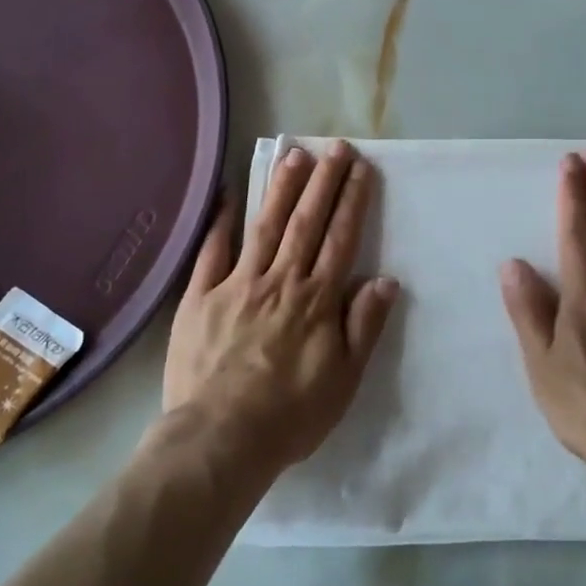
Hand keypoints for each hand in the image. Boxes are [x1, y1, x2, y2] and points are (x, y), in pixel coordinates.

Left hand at [164, 140, 400, 473]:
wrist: (220, 439)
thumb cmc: (290, 414)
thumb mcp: (344, 379)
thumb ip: (364, 326)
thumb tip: (384, 280)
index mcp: (316, 300)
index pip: (340, 239)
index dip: (352, 201)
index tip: (361, 169)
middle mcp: (280, 281)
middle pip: (306, 222)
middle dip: (323, 181)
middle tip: (335, 147)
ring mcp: (237, 284)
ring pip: (265, 227)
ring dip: (282, 189)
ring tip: (294, 156)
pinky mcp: (200, 297)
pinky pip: (212, 251)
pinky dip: (221, 221)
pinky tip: (230, 194)